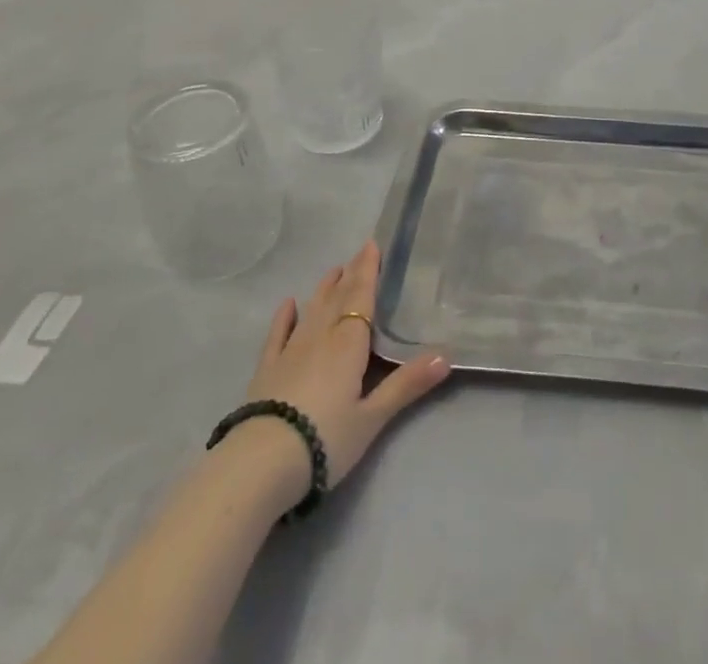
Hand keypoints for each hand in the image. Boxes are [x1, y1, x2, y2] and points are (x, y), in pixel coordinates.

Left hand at [242, 240, 449, 494]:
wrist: (261, 463)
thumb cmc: (325, 438)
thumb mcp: (372, 417)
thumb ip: (407, 385)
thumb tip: (446, 356)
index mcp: (349, 343)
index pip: (362, 297)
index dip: (368, 271)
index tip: (372, 244)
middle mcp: (321, 336)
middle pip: (338, 298)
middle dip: (351, 275)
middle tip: (359, 253)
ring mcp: (291, 351)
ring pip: (312, 310)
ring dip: (324, 289)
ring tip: (334, 271)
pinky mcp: (267, 369)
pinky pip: (278, 334)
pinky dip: (284, 317)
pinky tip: (288, 304)